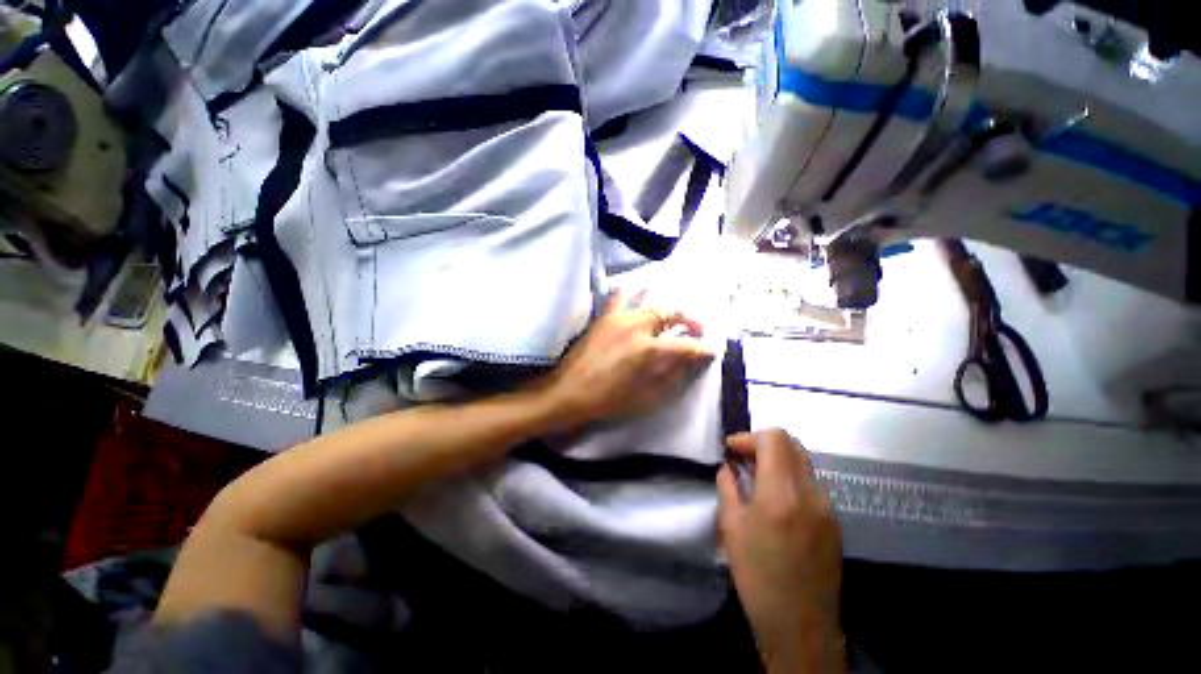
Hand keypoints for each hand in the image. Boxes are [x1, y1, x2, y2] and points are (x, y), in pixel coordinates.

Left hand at [538, 289, 713, 429]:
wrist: (569, 392)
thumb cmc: (609, 400)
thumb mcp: (646, 397)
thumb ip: (672, 375)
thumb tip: (691, 361)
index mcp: (650, 351)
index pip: (687, 345)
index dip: (703, 348)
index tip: (711, 350)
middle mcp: (638, 327)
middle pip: (672, 314)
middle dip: (690, 321)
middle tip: (697, 331)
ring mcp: (620, 318)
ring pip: (651, 302)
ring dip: (667, 308)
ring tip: (672, 317)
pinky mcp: (605, 316)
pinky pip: (622, 296)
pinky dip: (635, 292)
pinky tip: (641, 295)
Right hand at [717, 430, 844, 673]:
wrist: (801, 628)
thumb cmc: (758, 578)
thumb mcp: (731, 528)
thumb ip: (728, 488)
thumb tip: (728, 468)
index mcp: (782, 493)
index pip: (774, 439)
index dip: (749, 437)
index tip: (731, 450)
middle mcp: (811, 493)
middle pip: (792, 445)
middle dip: (763, 444)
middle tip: (742, 460)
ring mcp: (828, 508)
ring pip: (803, 462)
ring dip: (777, 460)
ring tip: (756, 479)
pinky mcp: (834, 522)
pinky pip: (811, 484)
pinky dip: (790, 479)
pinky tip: (776, 501)